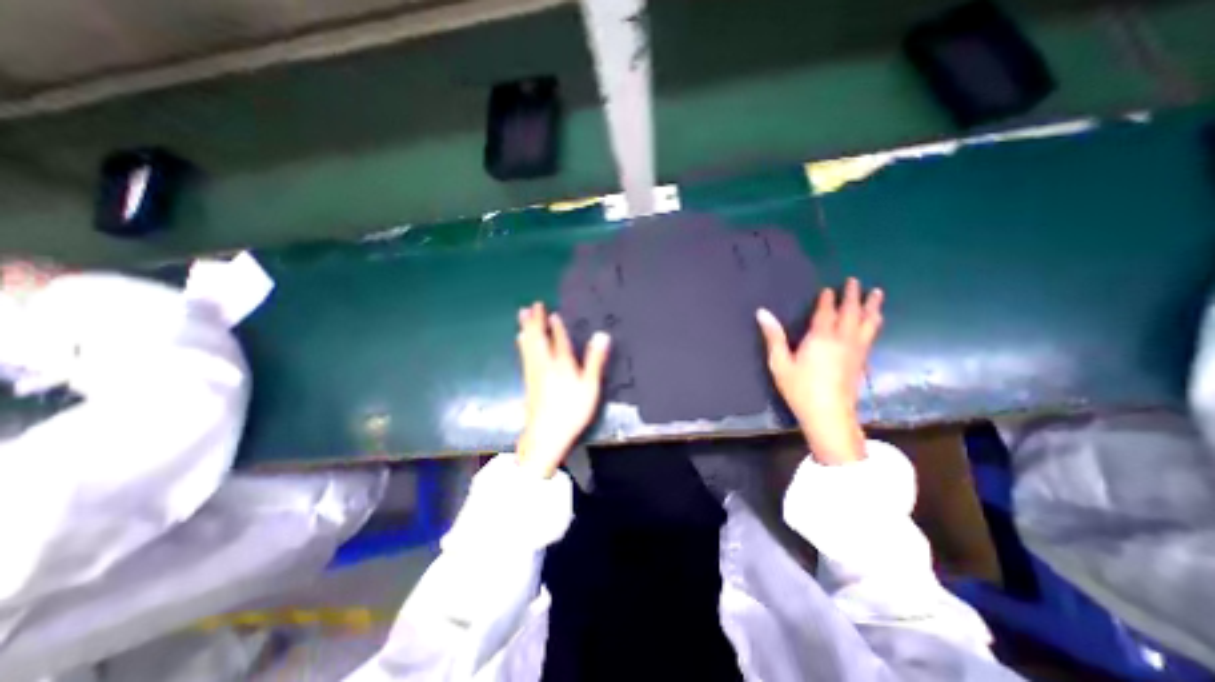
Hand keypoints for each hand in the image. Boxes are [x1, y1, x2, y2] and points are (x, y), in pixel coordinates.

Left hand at [513, 300, 612, 476]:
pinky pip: (524, 354)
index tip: (552, 312)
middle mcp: (544, 364)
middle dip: (536, 321)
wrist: (545, 436)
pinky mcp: (528, 380)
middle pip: (538, 338)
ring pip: (528, 345)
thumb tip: (602, 335)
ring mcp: (534, 372)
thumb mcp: (589, 387)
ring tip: (521, 315)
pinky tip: (520, 341)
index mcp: (561, 363)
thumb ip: (595, 360)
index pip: (558, 339)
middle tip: (533, 305)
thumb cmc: (571, 411)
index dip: (556, 326)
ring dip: (526, 328)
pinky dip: (523, 343)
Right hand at [757, 277, 882, 462]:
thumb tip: (762, 312)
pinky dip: (874, 324)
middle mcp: (842, 340)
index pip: (826, 313)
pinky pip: (871, 335)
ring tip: (877, 294)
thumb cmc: (800, 389)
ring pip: (868, 323)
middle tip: (856, 281)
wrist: (829, 415)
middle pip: (851, 313)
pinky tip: (874, 323)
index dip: (827, 300)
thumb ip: (774, 337)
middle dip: (853, 297)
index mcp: (821, 338)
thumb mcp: (779, 363)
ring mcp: (856, 351)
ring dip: (871, 307)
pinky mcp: (862, 362)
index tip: (829, 288)